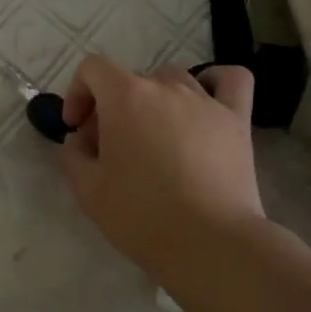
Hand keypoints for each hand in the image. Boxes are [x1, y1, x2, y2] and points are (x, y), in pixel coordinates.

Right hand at [58, 55, 264, 279]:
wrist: (208, 242)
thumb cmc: (140, 214)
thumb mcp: (86, 189)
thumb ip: (73, 154)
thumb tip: (81, 138)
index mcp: (125, 98)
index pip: (93, 69)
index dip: (77, 93)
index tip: (76, 128)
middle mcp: (166, 88)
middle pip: (130, 79)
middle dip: (111, 106)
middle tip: (109, 147)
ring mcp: (206, 101)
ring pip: (172, 79)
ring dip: (154, 99)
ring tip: (153, 134)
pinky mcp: (237, 120)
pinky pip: (230, 80)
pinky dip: (214, 81)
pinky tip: (203, 103)